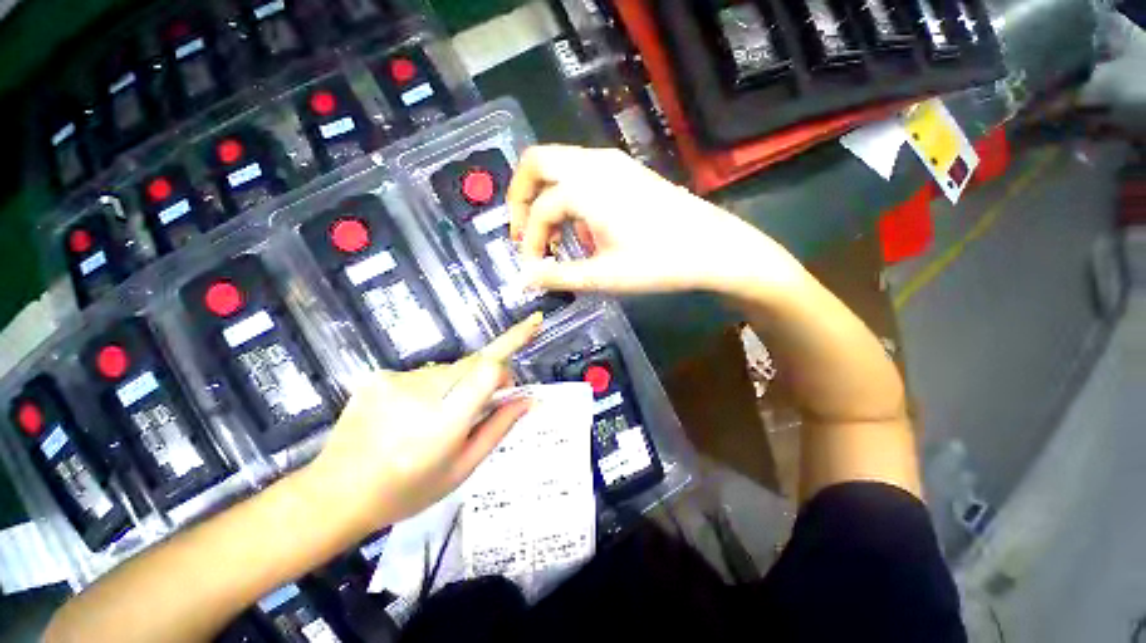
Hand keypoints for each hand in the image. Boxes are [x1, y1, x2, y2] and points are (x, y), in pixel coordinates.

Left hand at [306, 314, 541, 531]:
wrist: (334, 495)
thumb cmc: (407, 491)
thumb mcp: (462, 468)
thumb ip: (499, 428)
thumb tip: (530, 399)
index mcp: (446, 421)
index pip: (488, 368)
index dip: (514, 341)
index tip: (533, 326)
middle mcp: (422, 392)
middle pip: (474, 363)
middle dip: (490, 374)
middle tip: (489, 401)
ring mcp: (396, 381)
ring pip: (450, 368)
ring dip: (459, 384)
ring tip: (439, 418)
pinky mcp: (379, 376)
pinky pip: (424, 373)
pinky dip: (432, 388)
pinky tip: (412, 415)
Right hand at [507, 145, 803, 295]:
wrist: (713, 247)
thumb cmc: (658, 263)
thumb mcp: (603, 276)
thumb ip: (558, 276)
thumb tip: (523, 280)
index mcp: (586, 188)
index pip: (539, 210)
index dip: (529, 241)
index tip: (534, 268)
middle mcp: (594, 164)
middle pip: (537, 162)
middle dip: (521, 197)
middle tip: (523, 231)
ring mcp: (613, 162)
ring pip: (559, 164)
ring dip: (545, 195)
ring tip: (554, 235)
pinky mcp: (626, 169)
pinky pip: (581, 171)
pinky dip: (568, 193)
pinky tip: (582, 225)